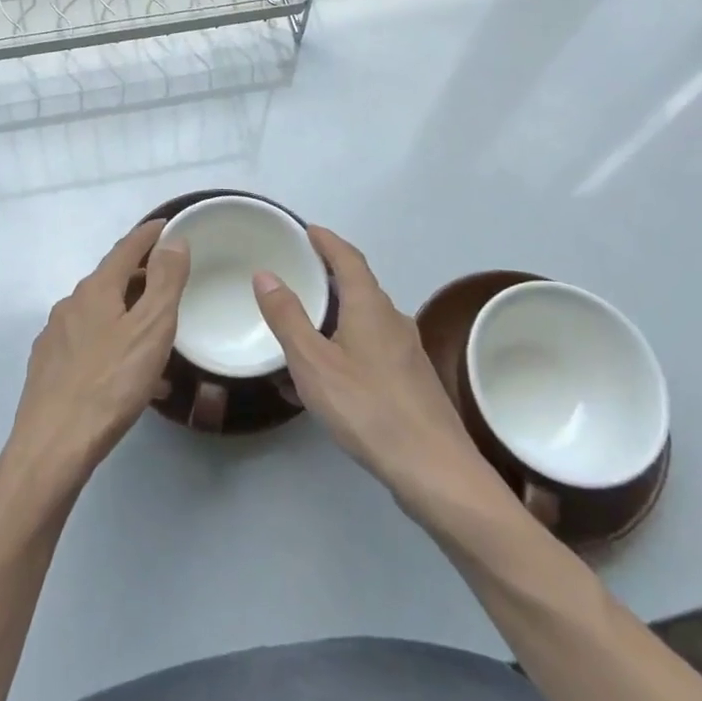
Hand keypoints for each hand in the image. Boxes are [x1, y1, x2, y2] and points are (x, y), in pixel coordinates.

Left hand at [4, 220, 188, 497]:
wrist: (52, 446)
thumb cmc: (110, 383)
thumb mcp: (150, 329)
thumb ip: (165, 282)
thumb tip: (172, 241)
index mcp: (96, 290)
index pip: (126, 249)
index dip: (149, 235)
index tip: (168, 225)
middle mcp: (70, 305)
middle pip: (110, 280)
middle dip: (140, 277)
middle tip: (170, 282)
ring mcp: (55, 337)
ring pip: (100, 315)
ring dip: (128, 315)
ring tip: (156, 336)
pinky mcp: (49, 369)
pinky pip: (90, 345)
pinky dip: (114, 346)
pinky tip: (130, 378)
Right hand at [254, 227, 502, 519]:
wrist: (435, 470)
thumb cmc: (368, 408)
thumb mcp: (313, 362)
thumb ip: (288, 317)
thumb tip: (266, 274)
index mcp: (370, 306)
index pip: (348, 258)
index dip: (327, 241)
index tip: (308, 230)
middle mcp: (393, 320)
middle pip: (360, 286)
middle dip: (330, 276)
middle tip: (299, 274)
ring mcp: (407, 352)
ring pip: (366, 320)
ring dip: (337, 314)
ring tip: (305, 324)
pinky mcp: (411, 381)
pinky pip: (372, 348)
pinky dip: (346, 345)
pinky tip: (328, 376)